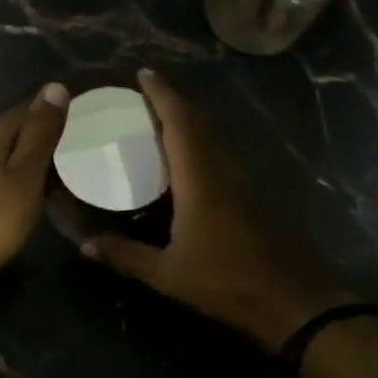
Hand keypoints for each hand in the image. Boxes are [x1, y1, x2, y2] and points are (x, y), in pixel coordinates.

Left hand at [0, 83, 70, 279]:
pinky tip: (32, 187)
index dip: (56, 111)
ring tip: (61, 169)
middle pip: (16, 127)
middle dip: (44, 134)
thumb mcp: (27, 173)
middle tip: (78, 148)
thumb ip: (41, 131)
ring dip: (30, 156)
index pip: (29, 106)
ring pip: (6, 149)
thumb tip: (55, 87)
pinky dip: (16, 172)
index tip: (85, 121)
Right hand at [82, 69, 349, 351]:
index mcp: (198, 179)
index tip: (143, 74)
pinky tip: (180, 160)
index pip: (179, 123)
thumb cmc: (227, 283)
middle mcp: (219, 171)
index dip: (161, 95)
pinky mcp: (245, 197)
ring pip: (208, 137)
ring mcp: (237, 183)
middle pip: (196, 123)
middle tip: (140, 95)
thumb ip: (126, 257)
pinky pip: (215, 155)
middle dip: (170, 101)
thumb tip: (86, 246)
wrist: (291, 303)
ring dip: (185, 121)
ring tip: (154, 120)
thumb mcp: (169, 275)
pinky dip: (195, 143)